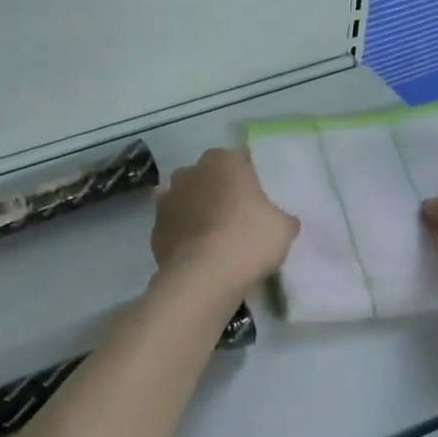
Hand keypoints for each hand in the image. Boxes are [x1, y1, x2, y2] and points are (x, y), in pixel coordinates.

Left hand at [150, 148, 298, 293]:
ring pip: (185, 199)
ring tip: (213, 236)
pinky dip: (181, 234)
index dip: (250, 178)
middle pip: (208, 177)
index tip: (258, 198)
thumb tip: (282, 221)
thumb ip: (281, 218)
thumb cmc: (249, 240)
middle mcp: (191, 172)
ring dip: (195, 210)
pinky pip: (173, 226)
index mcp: (223, 161)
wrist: (204, 276)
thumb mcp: (283, 228)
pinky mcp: (154, 229)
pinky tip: (195, 252)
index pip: (240, 160)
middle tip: (236, 216)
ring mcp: (167, 199)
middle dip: (218, 191)